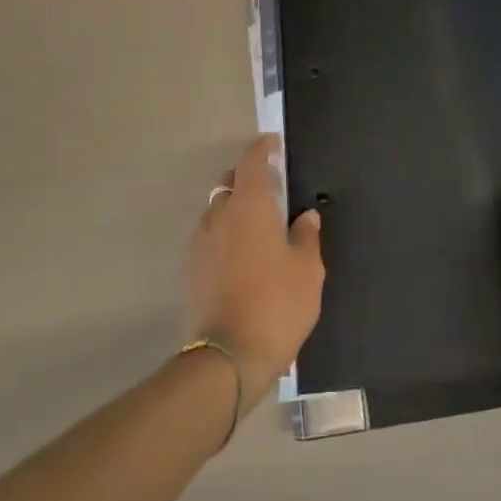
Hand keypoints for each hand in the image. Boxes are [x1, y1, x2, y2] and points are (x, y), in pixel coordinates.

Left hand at [187, 136, 323, 409]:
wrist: (228, 357)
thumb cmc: (277, 305)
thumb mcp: (307, 271)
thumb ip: (306, 236)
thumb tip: (306, 216)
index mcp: (250, 206)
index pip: (251, 163)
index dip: (262, 148)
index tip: (274, 144)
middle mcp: (220, 215)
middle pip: (230, 183)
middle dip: (248, 178)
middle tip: (272, 187)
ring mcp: (202, 242)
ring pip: (218, 210)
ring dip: (235, 207)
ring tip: (259, 224)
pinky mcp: (193, 268)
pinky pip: (211, 235)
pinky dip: (226, 232)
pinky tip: (243, 253)